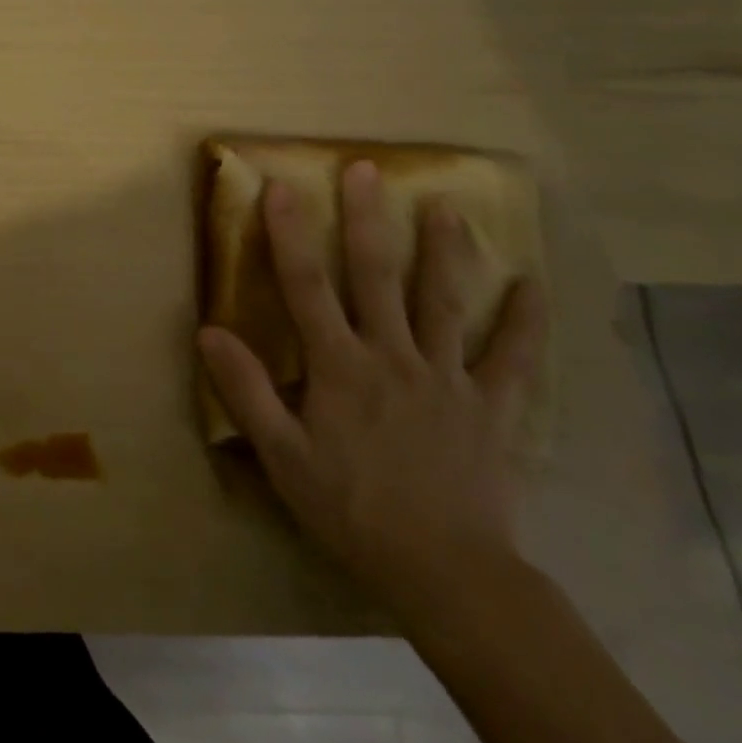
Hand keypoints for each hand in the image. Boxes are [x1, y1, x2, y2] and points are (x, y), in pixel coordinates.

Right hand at [199, 160, 544, 620]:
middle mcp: (393, 356)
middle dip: (367, 218)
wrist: (448, 573)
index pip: (306, 286)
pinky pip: (511, 357)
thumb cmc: (352, 511)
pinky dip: (523, 320)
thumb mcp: (282, 457)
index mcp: (340, 366)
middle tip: (366, 169)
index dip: (290, 233)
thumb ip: (247, 391)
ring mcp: (447, 377)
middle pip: (377, 275)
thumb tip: (209, 332)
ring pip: (444, 301)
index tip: (281, 187)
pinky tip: (532, 286)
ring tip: (445, 206)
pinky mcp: (491, 407)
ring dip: (444, 250)